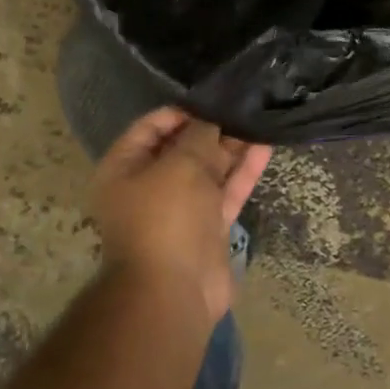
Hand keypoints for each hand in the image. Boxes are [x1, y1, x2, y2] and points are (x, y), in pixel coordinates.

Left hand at [91, 108, 271, 324]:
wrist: (174, 290)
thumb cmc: (166, 218)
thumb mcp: (180, 165)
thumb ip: (199, 135)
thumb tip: (211, 117)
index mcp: (124, 170)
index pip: (150, 127)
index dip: (181, 111)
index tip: (213, 98)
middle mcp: (149, 186)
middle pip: (183, 147)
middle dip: (212, 128)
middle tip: (243, 106)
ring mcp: (181, 208)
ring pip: (209, 169)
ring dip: (232, 147)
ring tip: (259, 120)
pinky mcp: (208, 226)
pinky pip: (226, 191)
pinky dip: (243, 171)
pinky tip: (265, 146)